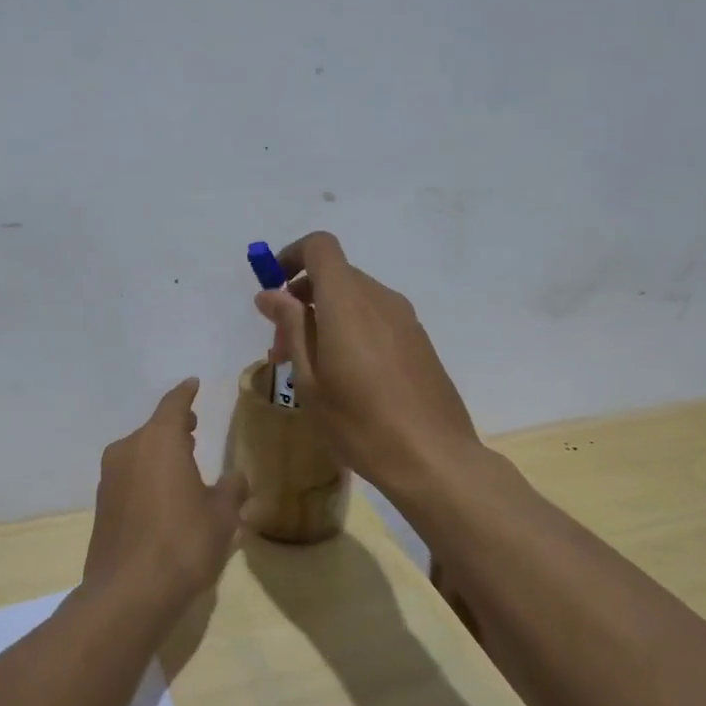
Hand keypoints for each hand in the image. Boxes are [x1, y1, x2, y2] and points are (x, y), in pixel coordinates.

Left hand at [85, 378, 247, 609]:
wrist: (129, 593)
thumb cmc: (183, 542)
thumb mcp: (222, 516)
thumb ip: (230, 491)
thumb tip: (236, 479)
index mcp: (159, 440)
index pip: (174, 404)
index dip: (186, 394)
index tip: (193, 384)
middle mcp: (129, 450)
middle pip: (153, 428)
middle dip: (174, 427)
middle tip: (193, 428)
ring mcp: (110, 478)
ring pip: (138, 453)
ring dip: (159, 453)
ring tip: (182, 464)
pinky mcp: (102, 506)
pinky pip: (129, 478)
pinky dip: (146, 477)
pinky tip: (163, 497)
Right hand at [254, 232, 480, 493]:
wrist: (434, 458)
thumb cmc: (360, 423)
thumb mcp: (310, 380)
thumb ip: (291, 328)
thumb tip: (271, 294)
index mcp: (348, 302)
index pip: (320, 247)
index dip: (291, 256)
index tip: (274, 290)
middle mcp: (380, 298)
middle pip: (336, 274)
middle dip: (302, 298)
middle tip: (283, 346)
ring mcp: (405, 318)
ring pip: (356, 298)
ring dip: (326, 316)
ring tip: (310, 367)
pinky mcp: (418, 340)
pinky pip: (376, 317)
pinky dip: (351, 328)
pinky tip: (346, 375)